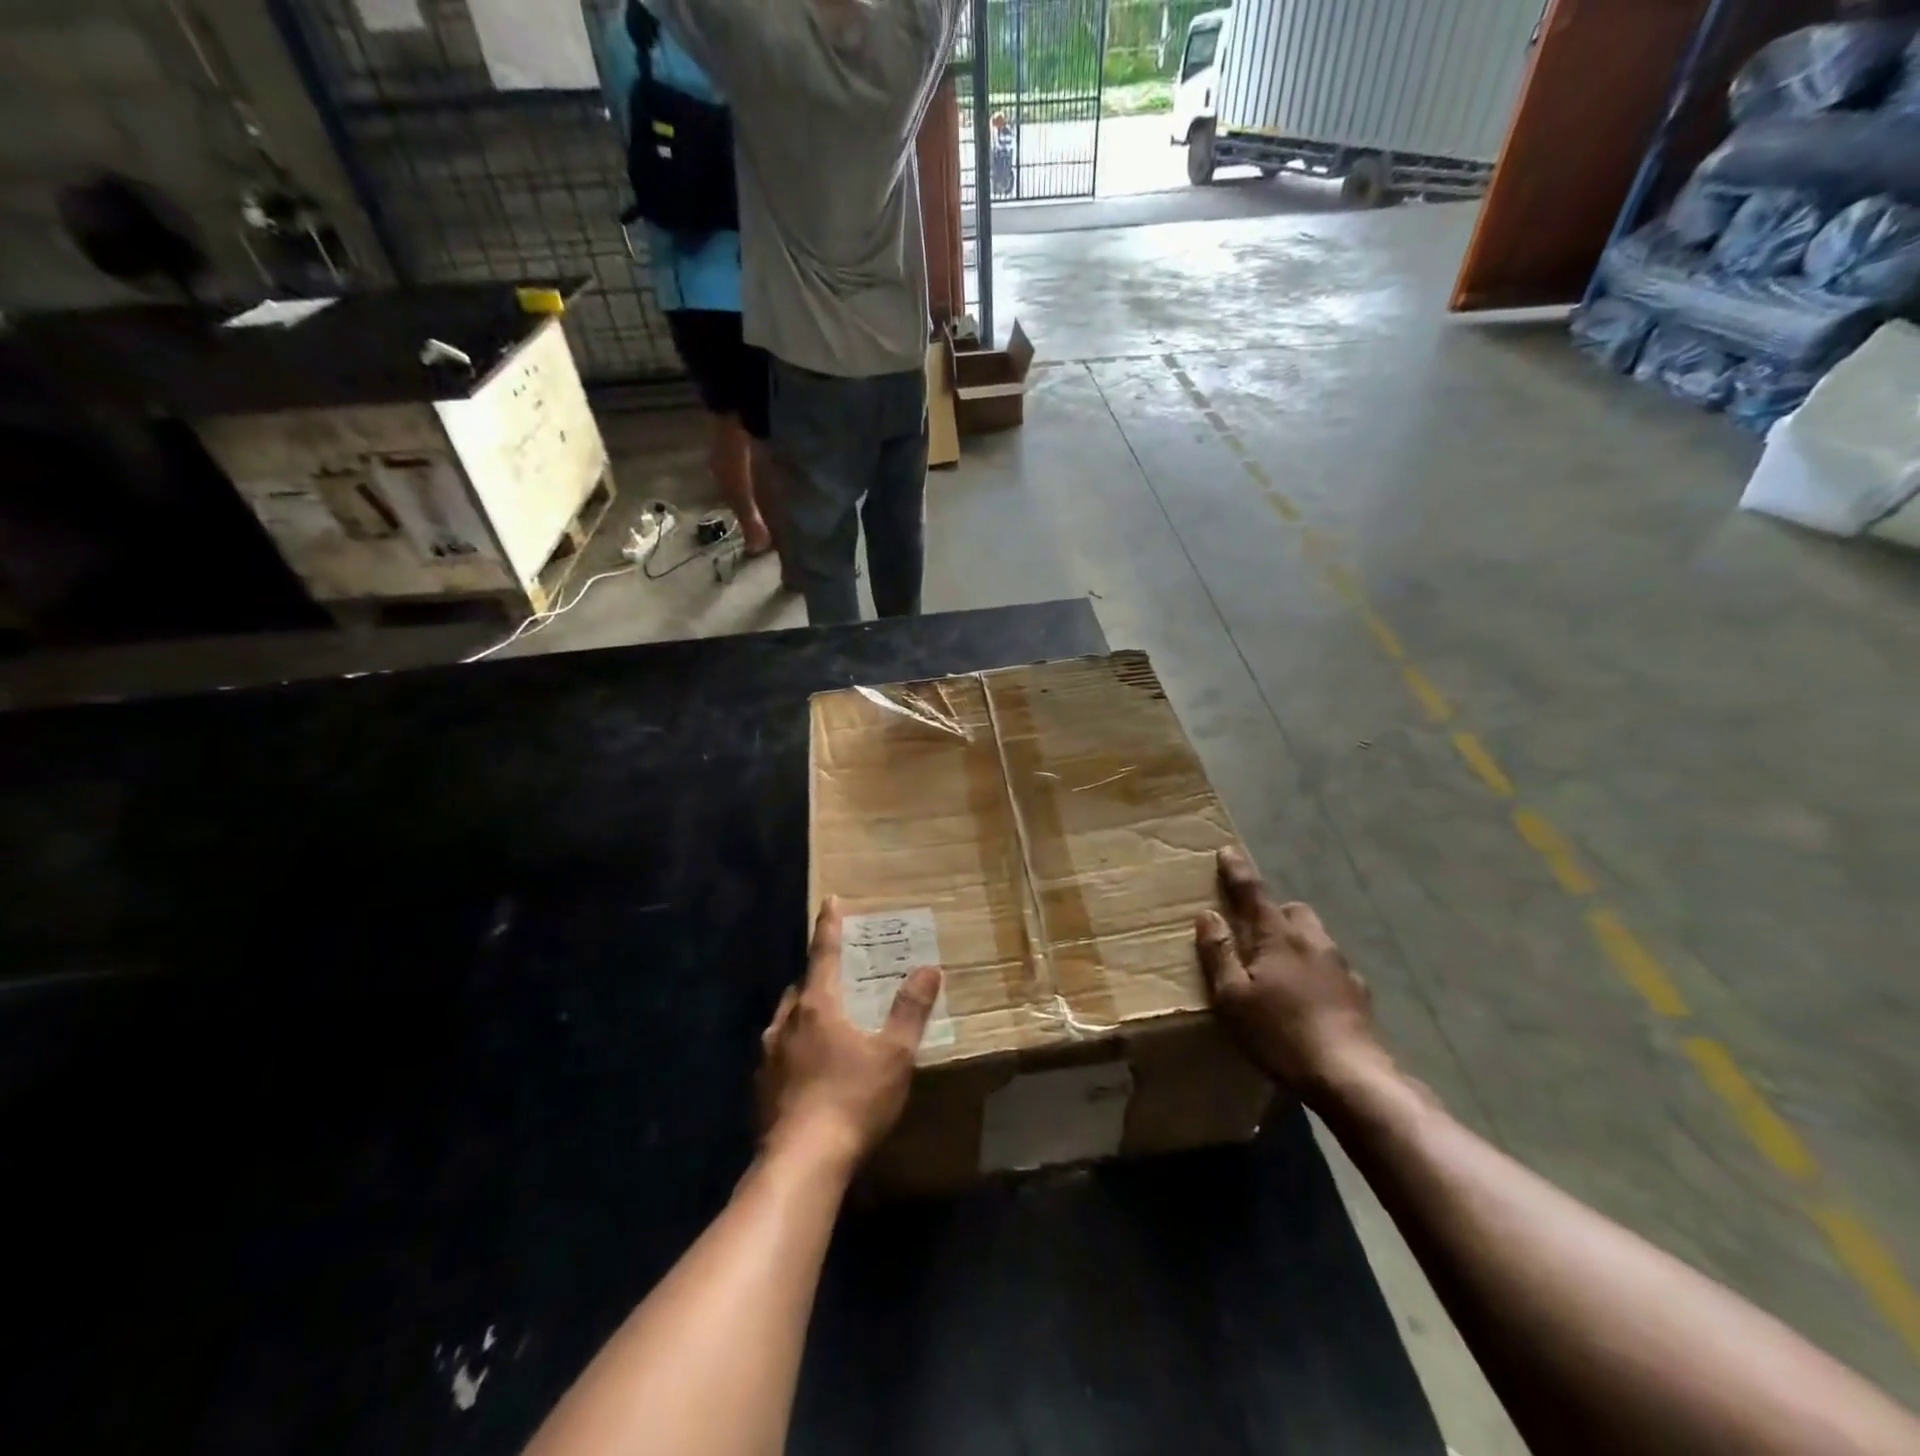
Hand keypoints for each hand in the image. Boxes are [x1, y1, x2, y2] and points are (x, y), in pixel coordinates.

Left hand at [757, 897, 941, 1172]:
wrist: (801, 1163)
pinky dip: (794, 1049)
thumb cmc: (852, 1100)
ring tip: (825, 1024)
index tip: (829, 900)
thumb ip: (910, 1011)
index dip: (829, 925)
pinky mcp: (761, 1088)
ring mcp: (768, 1057)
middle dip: (818, 977)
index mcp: (817, 1006)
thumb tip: (929, 969)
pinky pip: (779, 1054)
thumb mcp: (894, 1055)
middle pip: (802, 987)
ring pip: (786, 1021)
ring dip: (804, 1014)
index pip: (823, 953)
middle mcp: (786, 1023)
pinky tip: (809, 1071)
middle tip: (839, 979)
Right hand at [1195, 847, 1386, 1101]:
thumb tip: (1207, 914)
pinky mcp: (1358, 991)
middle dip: (1273, 911)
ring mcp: (1340, 964)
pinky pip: (1330, 964)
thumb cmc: (1280, 1033)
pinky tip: (1308, 995)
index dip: (1237, 871)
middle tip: (1254, 931)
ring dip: (1296, 939)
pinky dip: (1315, 967)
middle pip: (1292, 910)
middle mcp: (1311, 940)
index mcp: (1277, 936)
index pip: (1253, 892)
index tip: (1227, 850)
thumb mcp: (1233, 997)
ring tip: (1280, 966)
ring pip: (1314, 935)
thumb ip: (1218, 953)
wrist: (1350, 1075)